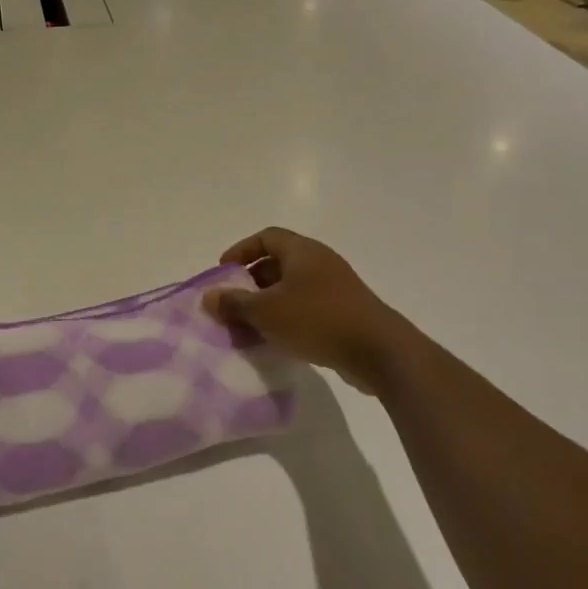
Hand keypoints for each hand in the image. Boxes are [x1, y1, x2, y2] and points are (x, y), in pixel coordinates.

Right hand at [203, 228, 418, 393]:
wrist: (379, 352)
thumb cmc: (318, 320)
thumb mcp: (267, 312)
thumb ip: (234, 303)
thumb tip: (208, 296)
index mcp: (302, 251)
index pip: (266, 237)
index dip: (241, 250)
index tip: (223, 271)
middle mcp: (320, 262)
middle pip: (278, 262)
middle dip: (251, 281)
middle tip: (233, 303)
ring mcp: (335, 287)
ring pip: (292, 288)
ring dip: (268, 303)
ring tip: (249, 326)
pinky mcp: (344, 312)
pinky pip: (307, 307)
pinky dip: (287, 318)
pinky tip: (277, 340)